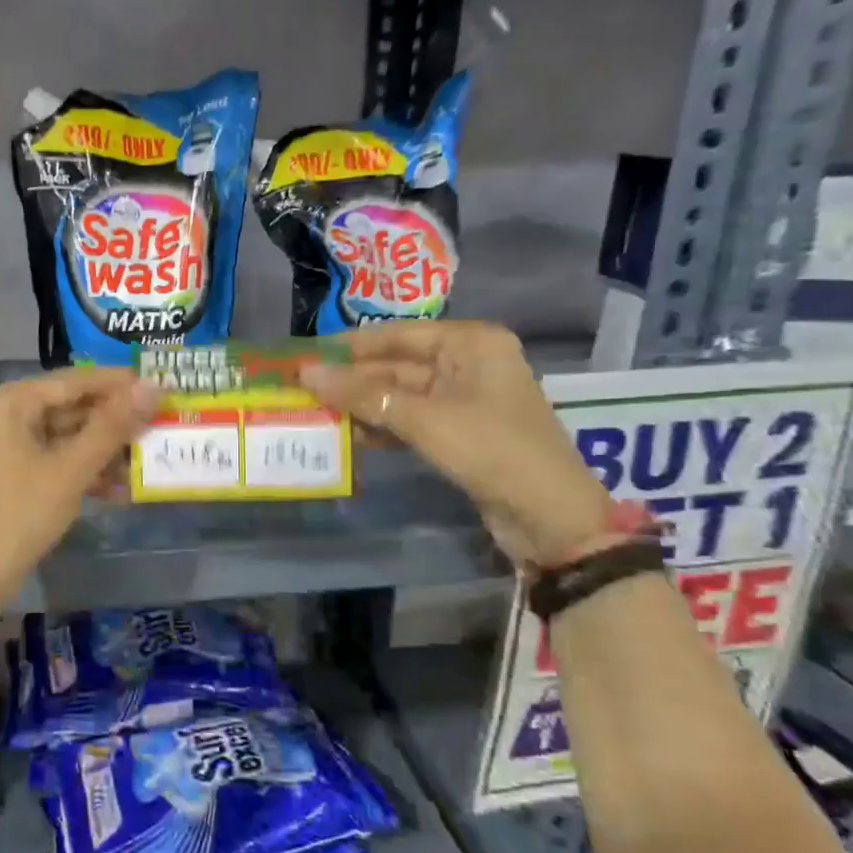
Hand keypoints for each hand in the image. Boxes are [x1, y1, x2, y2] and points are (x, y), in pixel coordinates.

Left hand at [0, 366, 158, 617]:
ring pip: (67, 434)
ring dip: (105, 450)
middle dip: (115, 422)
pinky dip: (84, 469)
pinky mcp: (14, 470)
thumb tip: (154, 386)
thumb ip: (113, 426)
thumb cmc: (20, 515)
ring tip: (146, 461)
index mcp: (10, 401)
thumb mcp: (71, 469)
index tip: (163, 386)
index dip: (120, 383)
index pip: (75, 380)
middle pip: (72, 406)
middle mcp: (6, 412)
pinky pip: (56, 457)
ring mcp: (8, 443)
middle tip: (160, 425)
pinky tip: (119, 488)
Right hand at [301, 321, 614, 567]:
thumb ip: (364, 395)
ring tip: (316, 413)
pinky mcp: (459, 432)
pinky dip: (383, 426)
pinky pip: (411, 420)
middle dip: (353, 380)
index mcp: (470, 343)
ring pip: (400, 395)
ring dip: (363, 406)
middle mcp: (468, 363)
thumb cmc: (491, 450)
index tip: (306, 355)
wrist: (550, 517)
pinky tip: (350, 436)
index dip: (350, 346)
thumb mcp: (423, 419)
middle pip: (397, 365)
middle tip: (302, 389)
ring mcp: (464, 399)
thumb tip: (307, 372)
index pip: (397, 335)